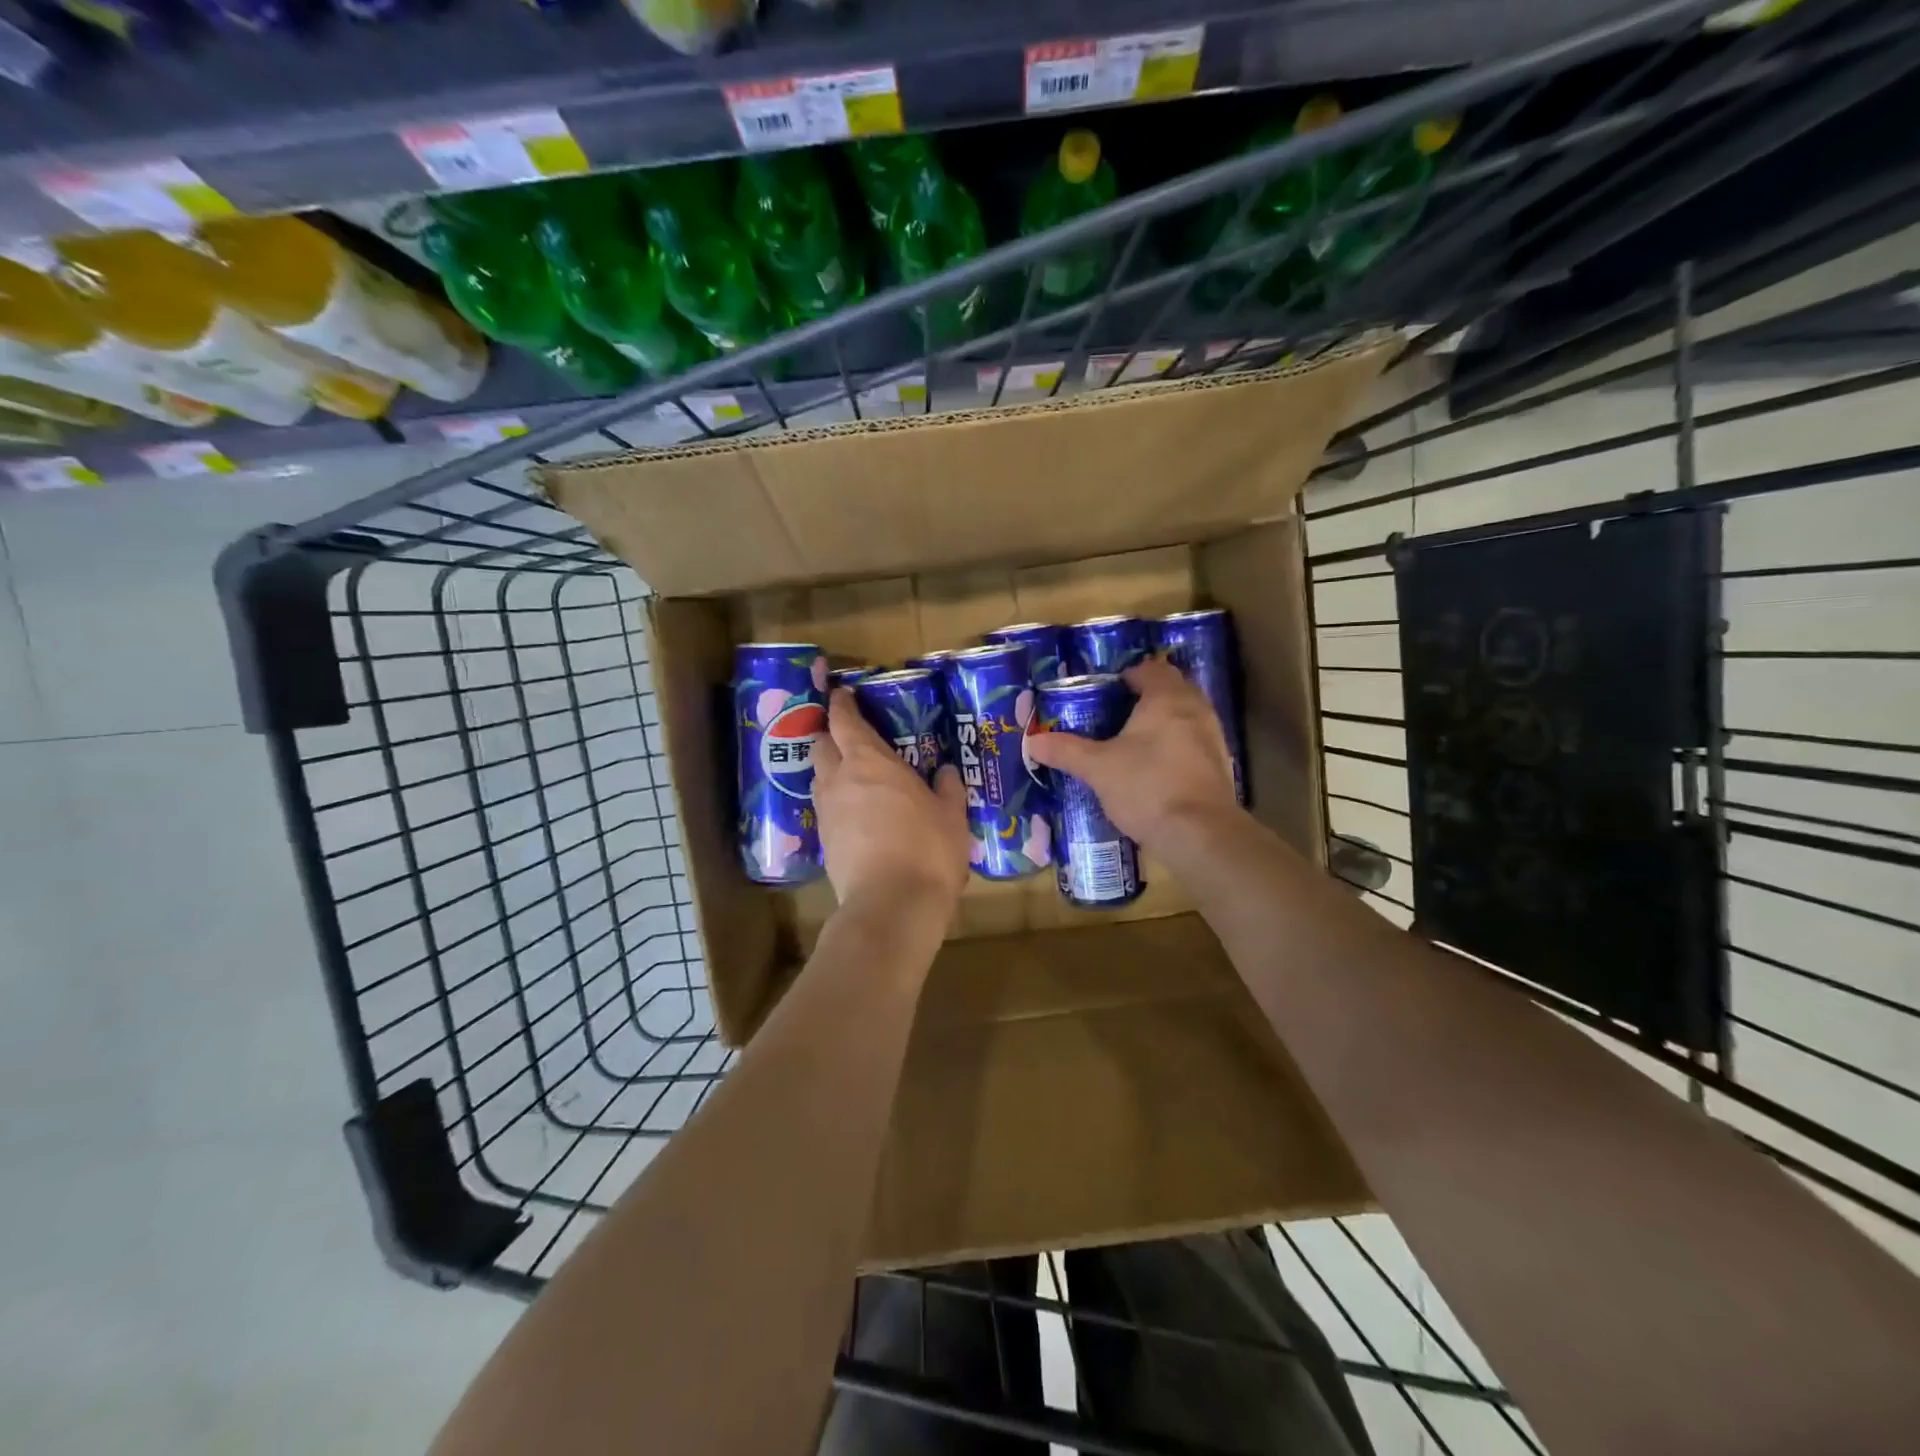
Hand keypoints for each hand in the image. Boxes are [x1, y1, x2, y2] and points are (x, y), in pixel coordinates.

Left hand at [811, 688, 970, 904]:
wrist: (891, 906)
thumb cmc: (927, 849)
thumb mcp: (952, 816)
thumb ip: (948, 789)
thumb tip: (947, 771)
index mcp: (869, 761)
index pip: (844, 720)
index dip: (841, 704)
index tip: (841, 694)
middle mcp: (839, 779)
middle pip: (820, 744)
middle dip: (829, 734)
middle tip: (848, 735)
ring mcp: (827, 812)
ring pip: (819, 778)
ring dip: (830, 769)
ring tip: (853, 774)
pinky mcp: (824, 843)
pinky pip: (826, 809)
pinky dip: (837, 802)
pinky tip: (856, 813)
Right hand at [1026, 656, 1237, 853]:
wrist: (1199, 834)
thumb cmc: (1146, 786)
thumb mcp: (1097, 768)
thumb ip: (1066, 751)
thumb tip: (1032, 742)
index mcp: (1167, 698)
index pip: (1152, 670)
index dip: (1130, 675)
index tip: (1108, 690)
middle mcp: (1196, 710)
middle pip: (1173, 690)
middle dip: (1148, 697)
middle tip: (1118, 714)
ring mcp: (1213, 739)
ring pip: (1186, 717)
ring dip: (1164, 723)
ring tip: (1134, 742)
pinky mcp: (1220, 767)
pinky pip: (1194, 744)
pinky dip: (1176, 748)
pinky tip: (1156, 769)